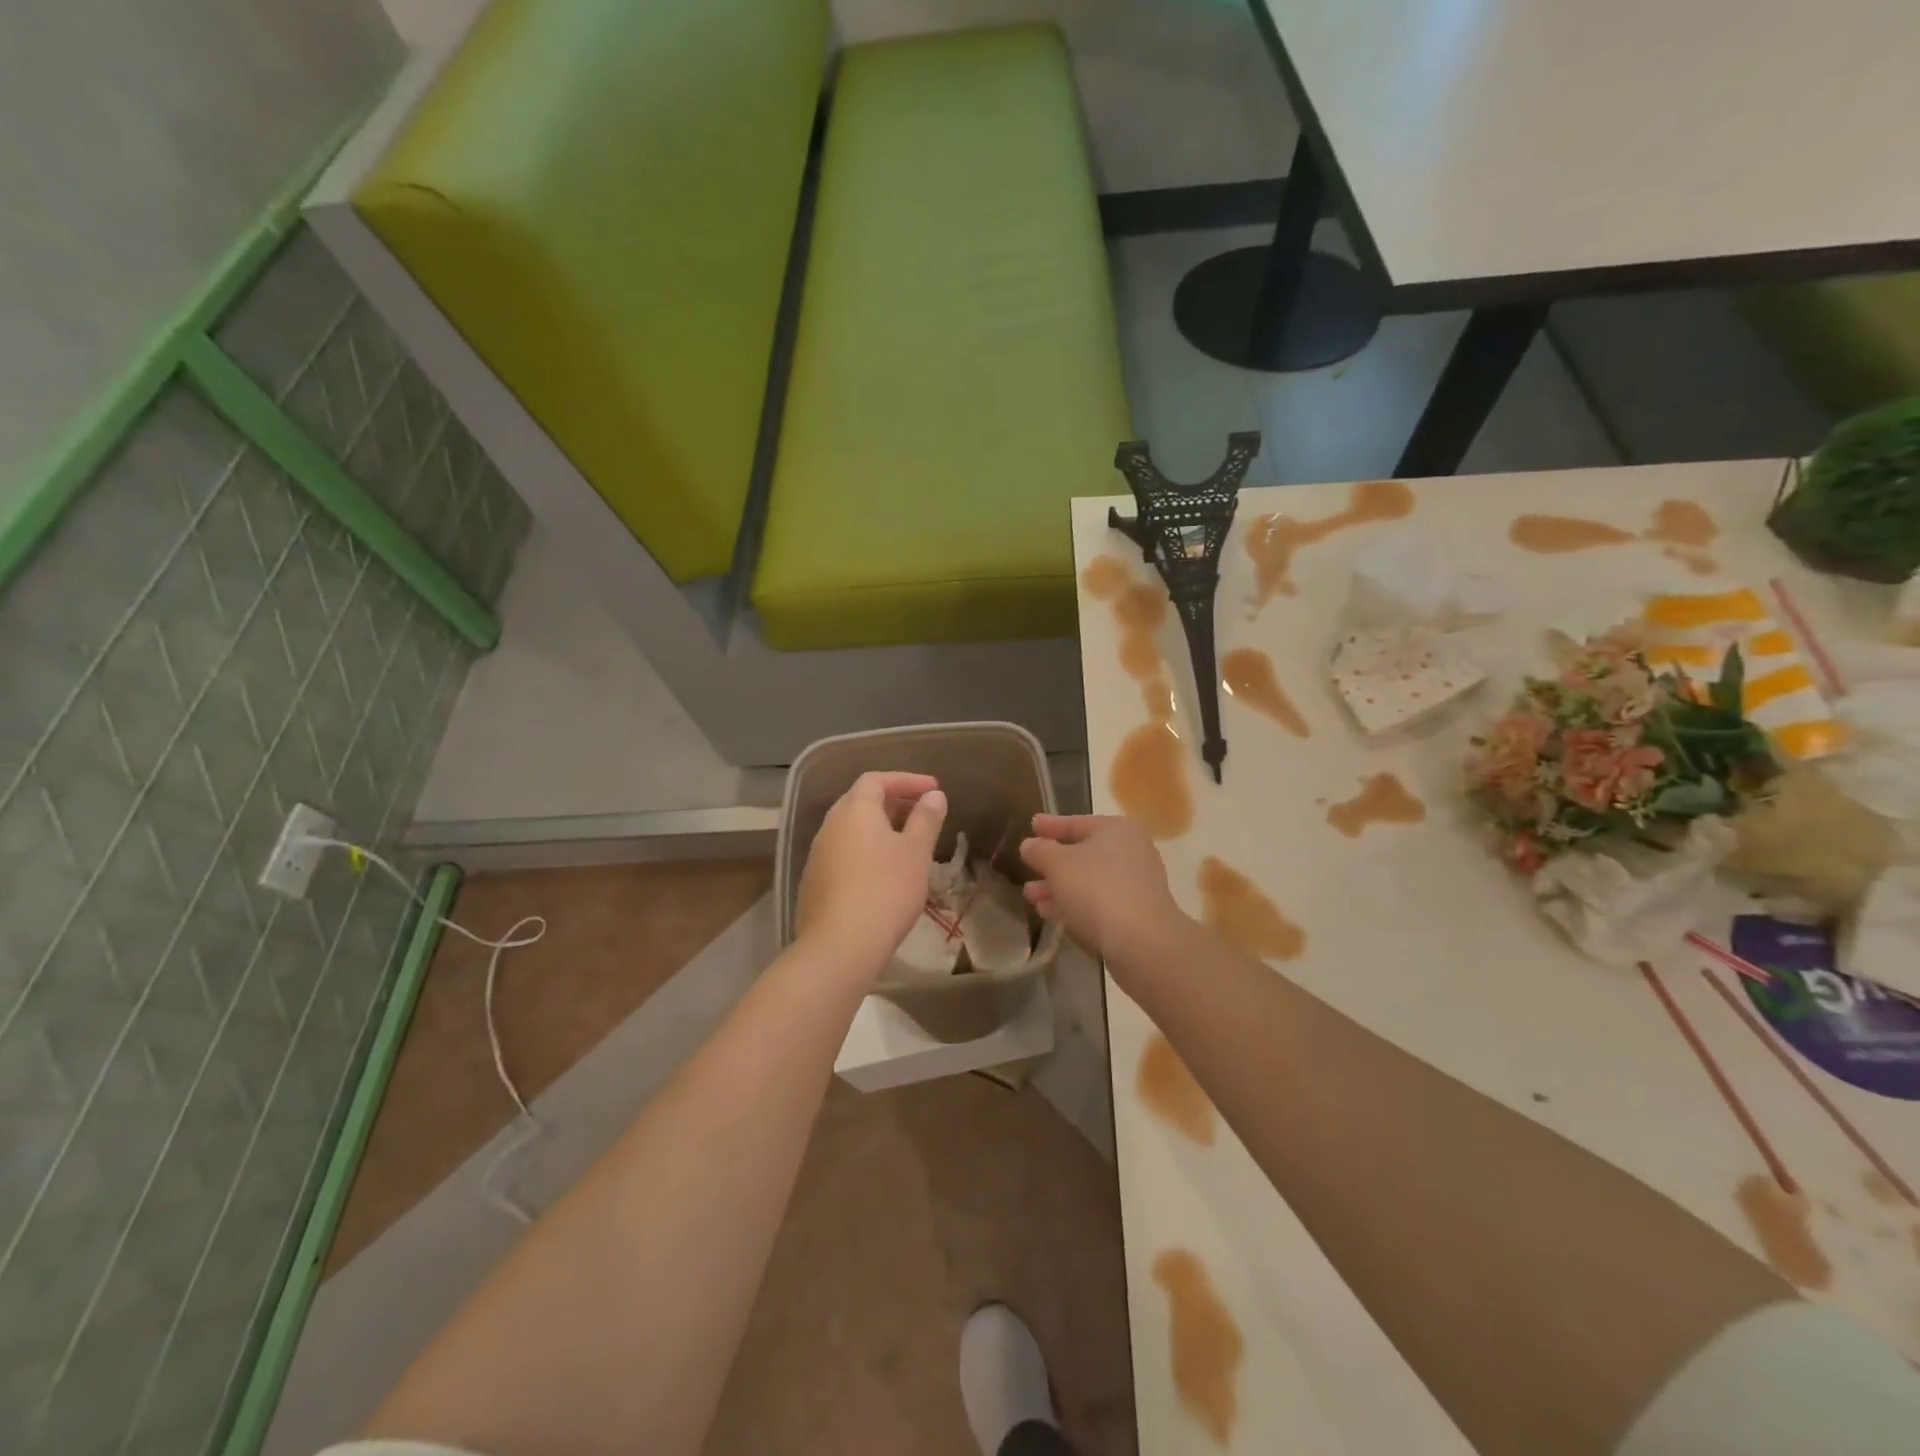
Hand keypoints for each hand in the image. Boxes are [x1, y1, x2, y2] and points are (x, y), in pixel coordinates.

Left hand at [796, 771, 947, 978]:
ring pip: (851, 830)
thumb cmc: (886, 889)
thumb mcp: (916, 852)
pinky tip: (882, 874)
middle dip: (892, 802)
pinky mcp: (814, 883)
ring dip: (878, 829)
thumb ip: (926, 819)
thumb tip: (934, 795)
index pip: (877, 780)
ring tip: (906, 844)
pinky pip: (843, 854)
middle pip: (860, 802)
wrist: (840, 945)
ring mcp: (817, 855)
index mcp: (854, 810)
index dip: (906, 780)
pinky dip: (865, 852)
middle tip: (921, 813)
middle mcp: (830, 825)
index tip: (933, 789)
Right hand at [1019, 814, 1188, 963]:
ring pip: (1088, 880)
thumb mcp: (1057, 864)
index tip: (1032, 824)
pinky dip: (1074, 903)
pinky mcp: (1135, 912)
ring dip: (1058, 887)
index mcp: (1116, 829)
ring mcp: (1135, 883)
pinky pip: (1097, 901)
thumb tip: (1030, 845)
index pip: (1076, 822)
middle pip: (1082, 853)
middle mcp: (1131, 851)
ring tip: (1031, 896)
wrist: (1141, 941)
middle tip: (1027, 866)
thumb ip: (1039, 850)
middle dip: (1051, 863)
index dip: (1050, 825)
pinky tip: (1050, 913)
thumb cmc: (1097, 889)